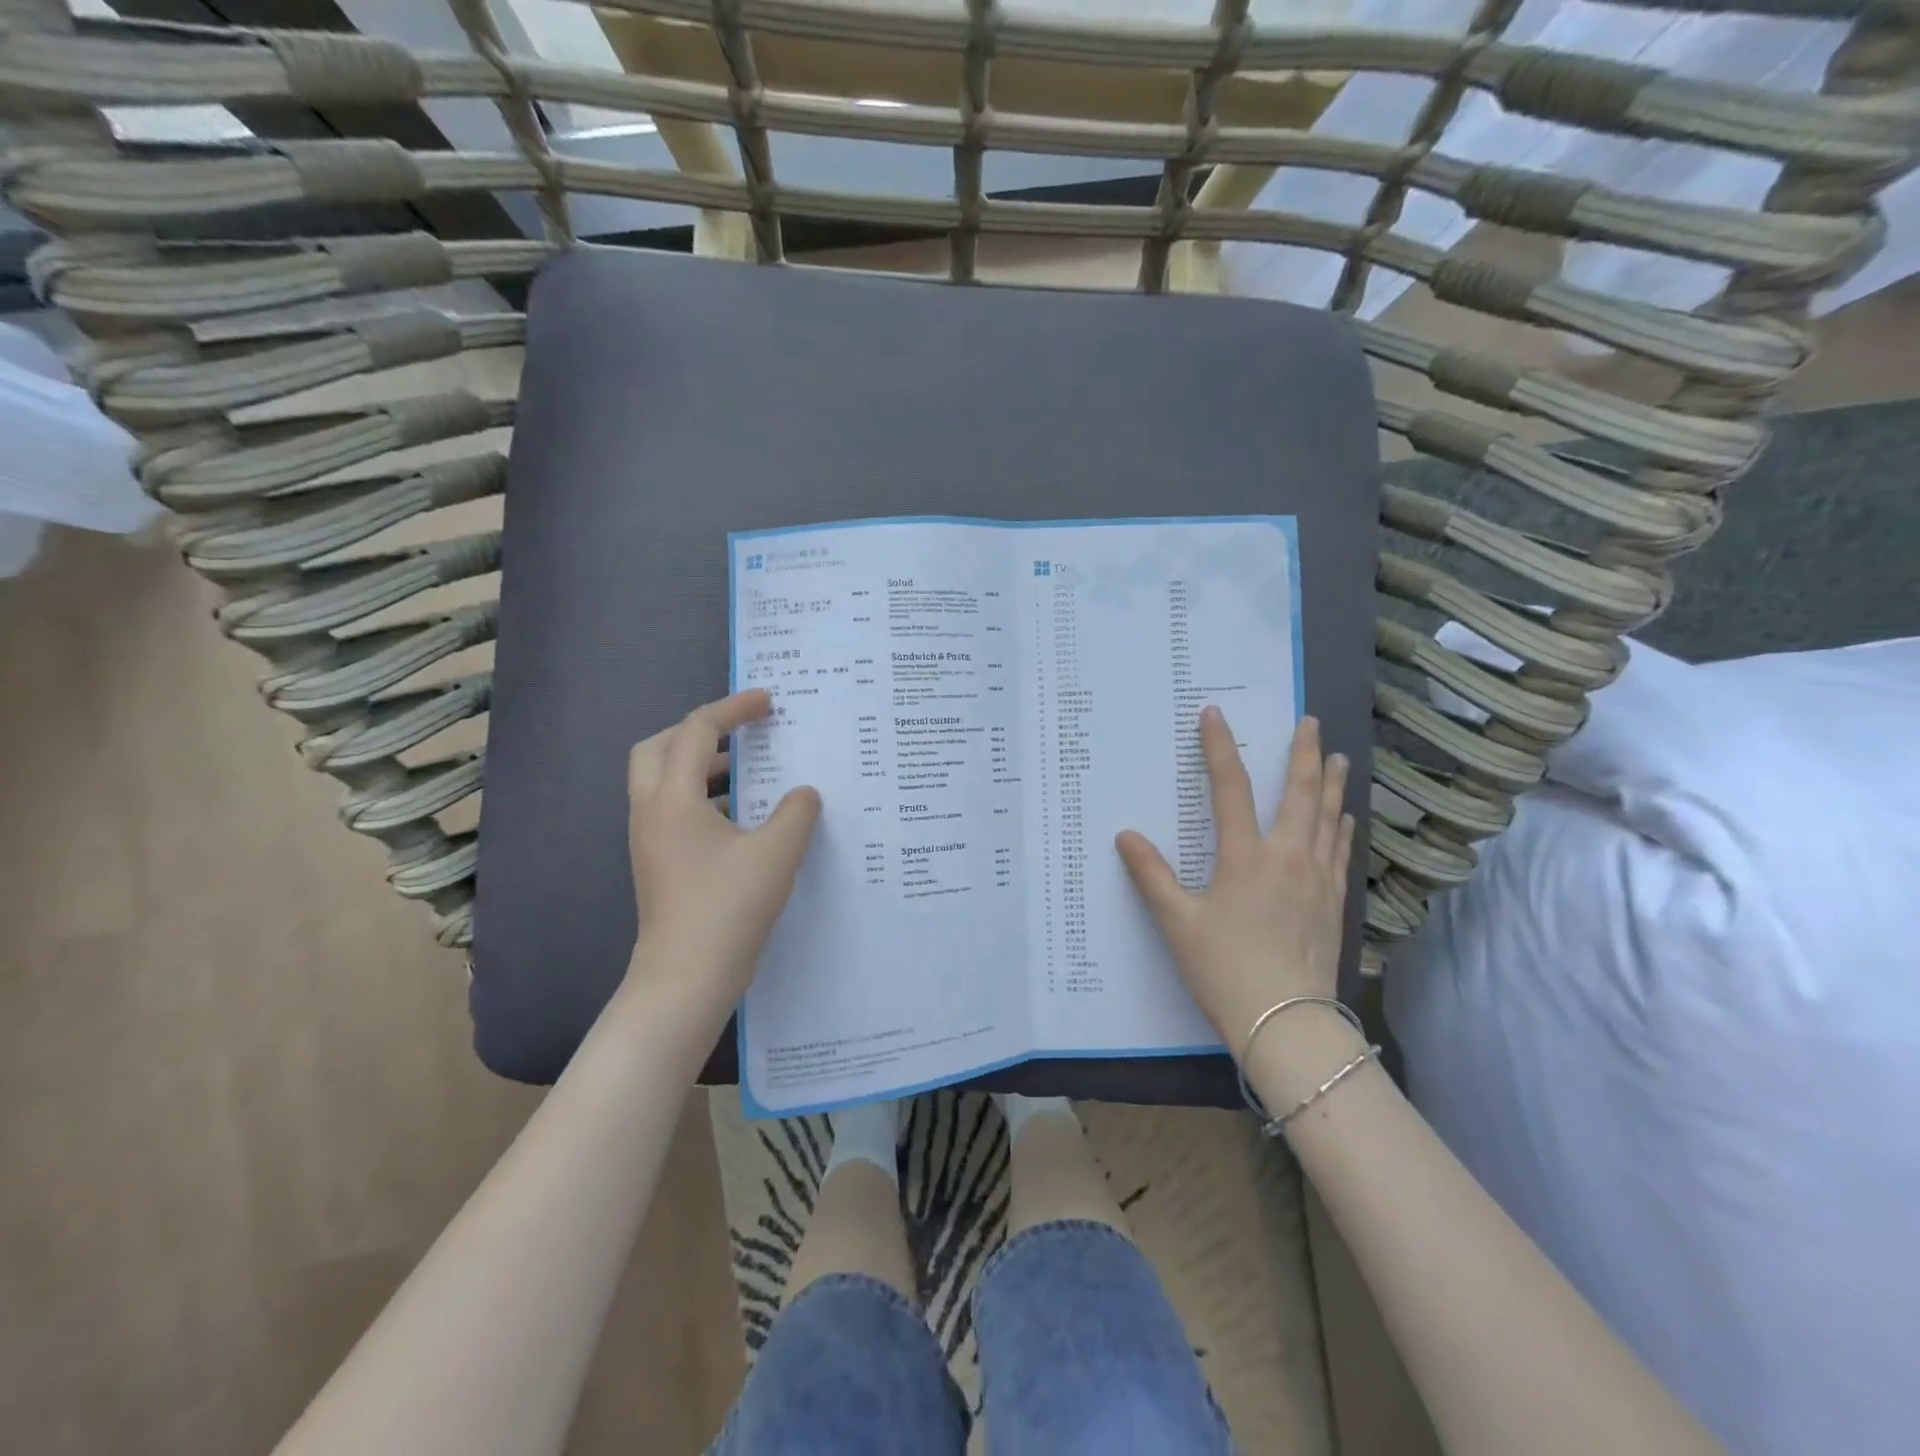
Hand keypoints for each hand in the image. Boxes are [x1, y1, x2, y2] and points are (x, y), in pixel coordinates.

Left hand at [625, 689, 820, 1014]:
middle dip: (699, 730)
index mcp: (673, 798)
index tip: (768, 702)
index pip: (697, 731)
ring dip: (699, 765)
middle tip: (740, 733)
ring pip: (662, 779)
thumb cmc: (729, 908)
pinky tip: (739, 818)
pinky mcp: (657, 862)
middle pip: (659, 747)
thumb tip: (803, 793)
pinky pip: (671, 808)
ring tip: (746, 771)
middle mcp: (651, 810)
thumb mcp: (777, 853)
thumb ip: (797, 811)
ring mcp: (649, 838)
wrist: (686, 978)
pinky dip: (700, 796)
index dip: (734, 709)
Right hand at [1116, 708, 1353, 1054]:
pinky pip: (1341, 852)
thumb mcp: (1177, 923)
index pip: (1230, 788)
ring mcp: (1317, 879)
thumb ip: (1151, 876)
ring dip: (1330, 783)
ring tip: (1336, 756)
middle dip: (1302, 753)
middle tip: (1309, 721)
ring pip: (1327, 818)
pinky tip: (1345, 818)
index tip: (1213, 714)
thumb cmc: (1224, 970)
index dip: (1219, 748)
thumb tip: (1125, 837)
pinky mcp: (1334, 903)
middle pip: (1298, 793)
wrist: (1287, 1024)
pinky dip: (1342, 827)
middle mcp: (1287, 857)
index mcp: (1245, 857)